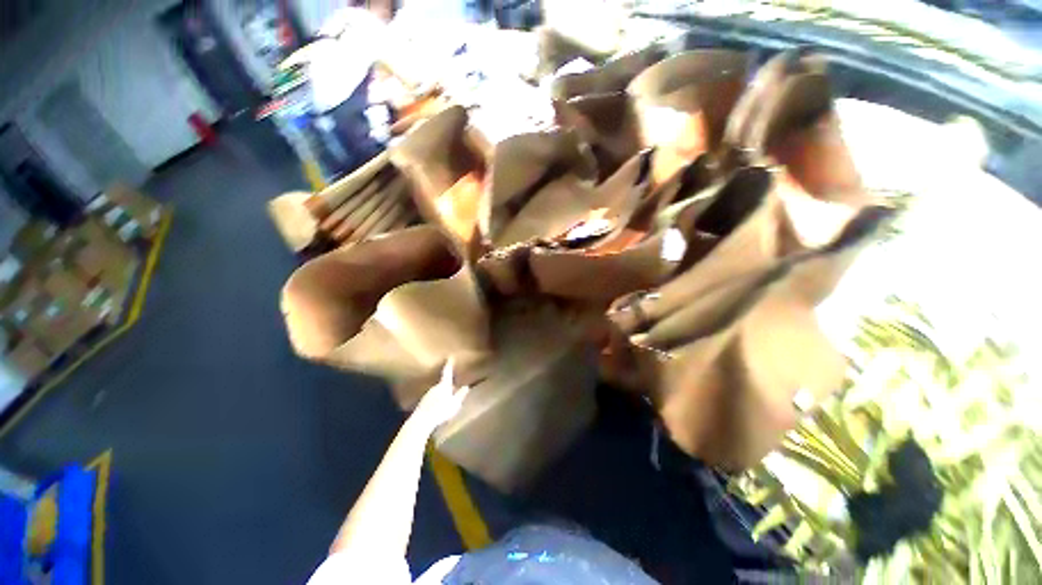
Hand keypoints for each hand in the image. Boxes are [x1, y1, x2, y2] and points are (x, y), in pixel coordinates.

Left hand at [410, 358, 469, 431]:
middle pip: (442, 383)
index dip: (449, 364)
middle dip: (448, 384)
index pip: (447, 372)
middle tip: (453, 387)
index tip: (450, 357)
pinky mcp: (423, 402)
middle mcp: (435, 387)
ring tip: (446, 400)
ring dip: (442, 394)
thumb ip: (460, 395)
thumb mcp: (455, 404)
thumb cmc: (441, 411)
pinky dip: (436, 400)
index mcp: (444, 385)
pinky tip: (438, 408)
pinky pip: (432, 398)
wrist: (422, 420)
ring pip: (437, 391)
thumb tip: (466, 387)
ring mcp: (428, 394)